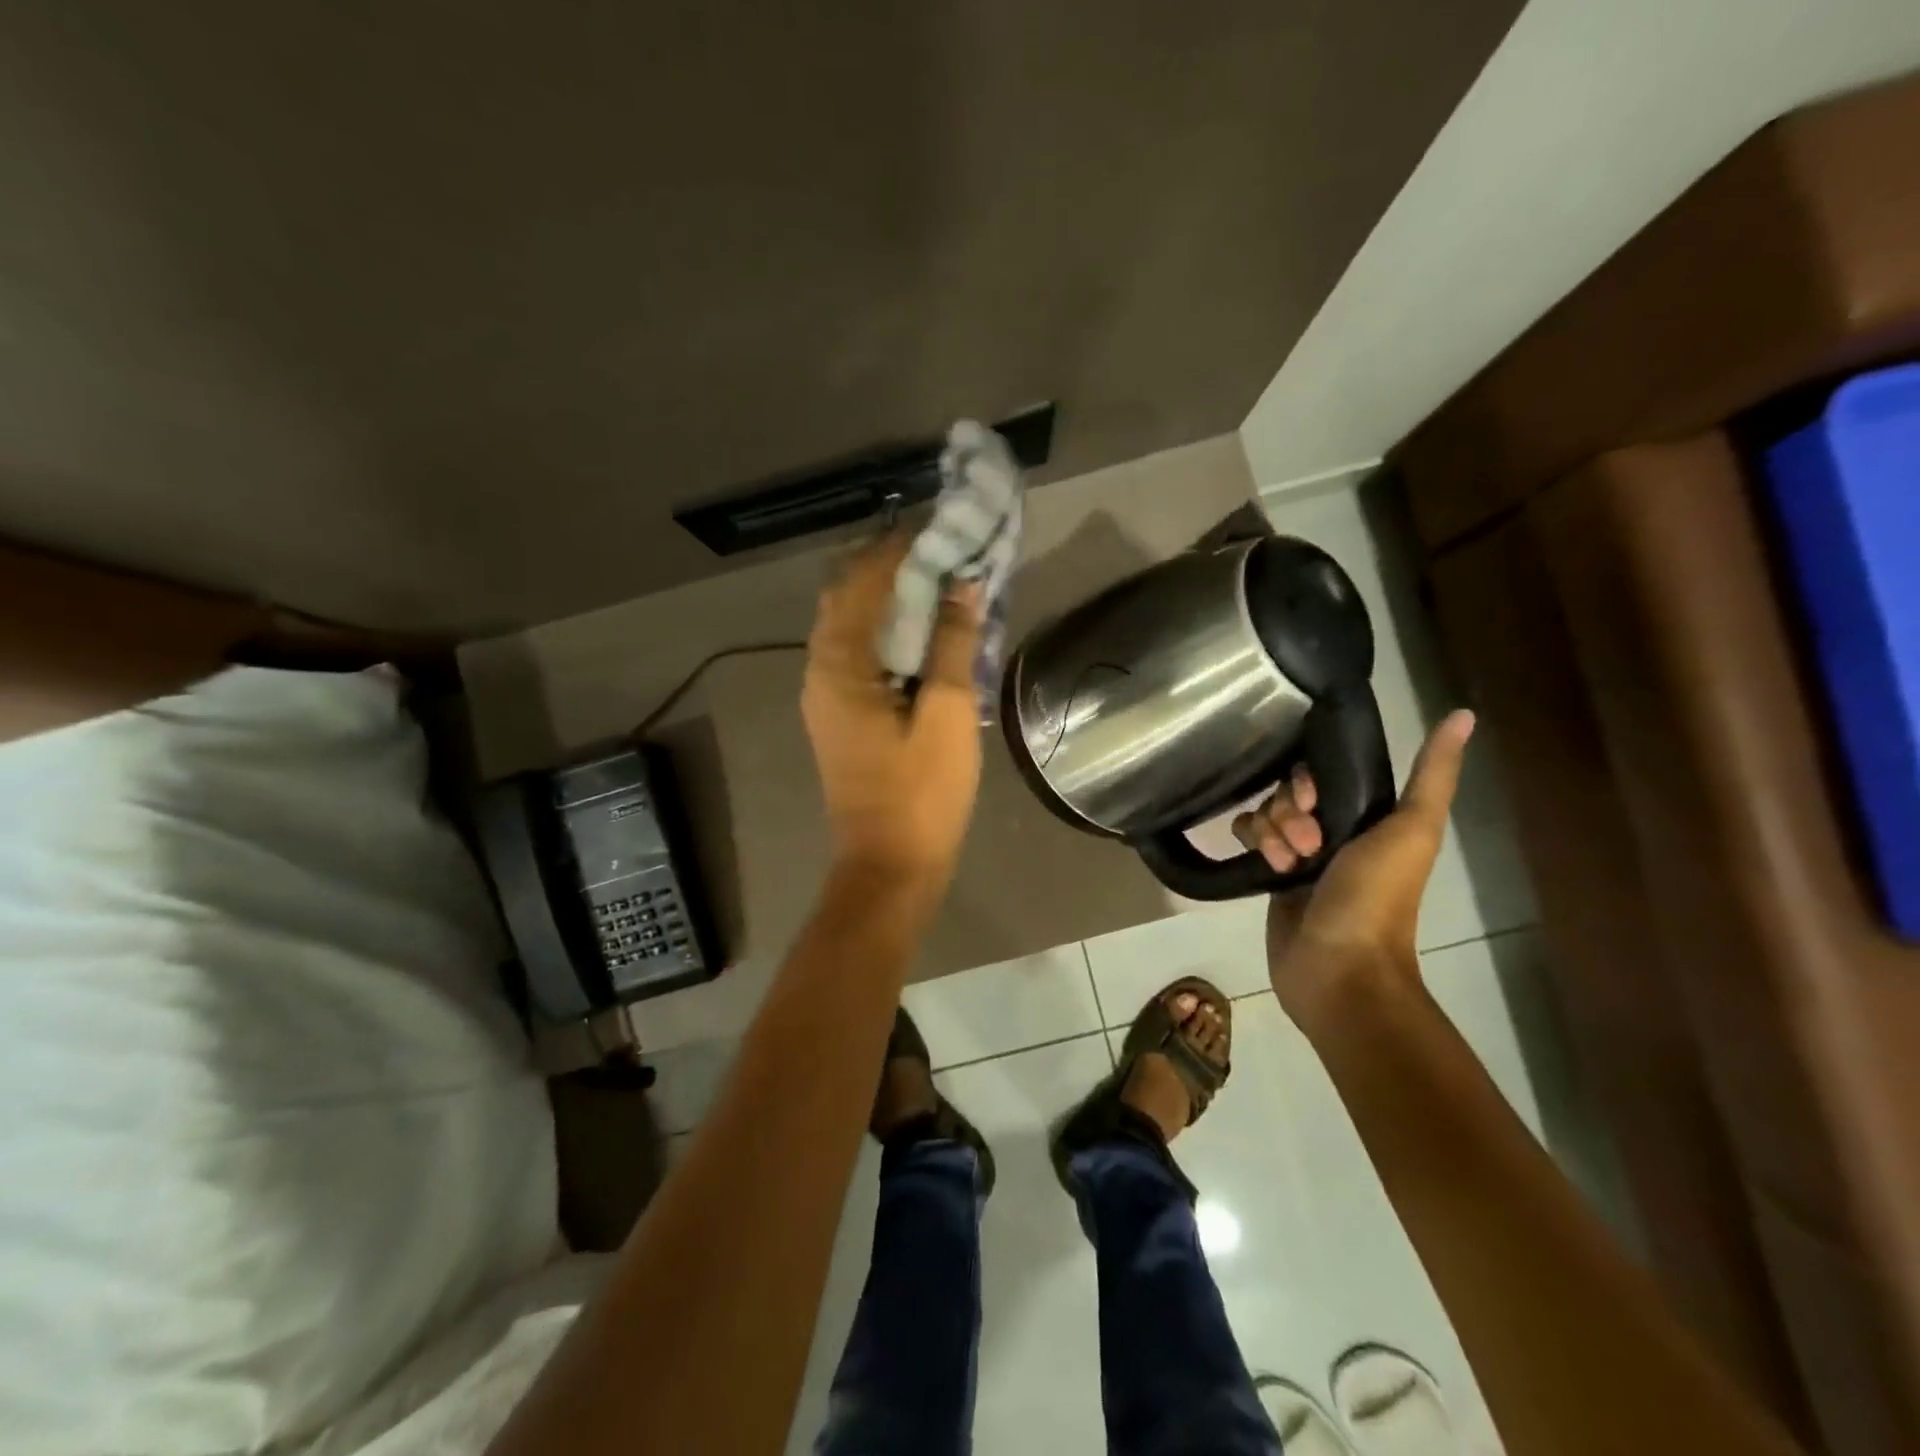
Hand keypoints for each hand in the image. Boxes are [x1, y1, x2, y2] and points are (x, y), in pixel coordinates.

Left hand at [801, 534, 983, 894]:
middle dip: (889, 567)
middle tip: (939, 550)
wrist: (890, 864)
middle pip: (845, 597)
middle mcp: (820, 671)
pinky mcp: (839, 714)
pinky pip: (856, 653)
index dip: (899, 551)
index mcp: (839, 667)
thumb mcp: (946, 714)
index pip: (862, 584)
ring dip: (886, 598)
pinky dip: (885, 630)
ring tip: (935, 579)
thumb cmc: (921, 793)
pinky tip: (921, 630)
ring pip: (849, 625)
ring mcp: (825, 694)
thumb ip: (951, 644)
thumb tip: (962, 586)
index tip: (938, 526)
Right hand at [1232, 710, 1474, 1016]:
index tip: (1312, 800)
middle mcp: (1334, 831)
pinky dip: (1250, 842)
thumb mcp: (1410, 830)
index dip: (1310, 780)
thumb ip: (1432, 774)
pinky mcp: (1270, 876)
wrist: (1338, 968)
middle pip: (1291, 790)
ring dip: (1270, 830)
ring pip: (1267, 811)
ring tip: (1286, 864)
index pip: (1325, 773)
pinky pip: (1248, 836)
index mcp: (1370, 818)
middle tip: (1307, 845)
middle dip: (1289, 810)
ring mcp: (1300, 854)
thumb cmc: (1375, 898)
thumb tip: (1463, 714)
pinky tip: (1264, 865)